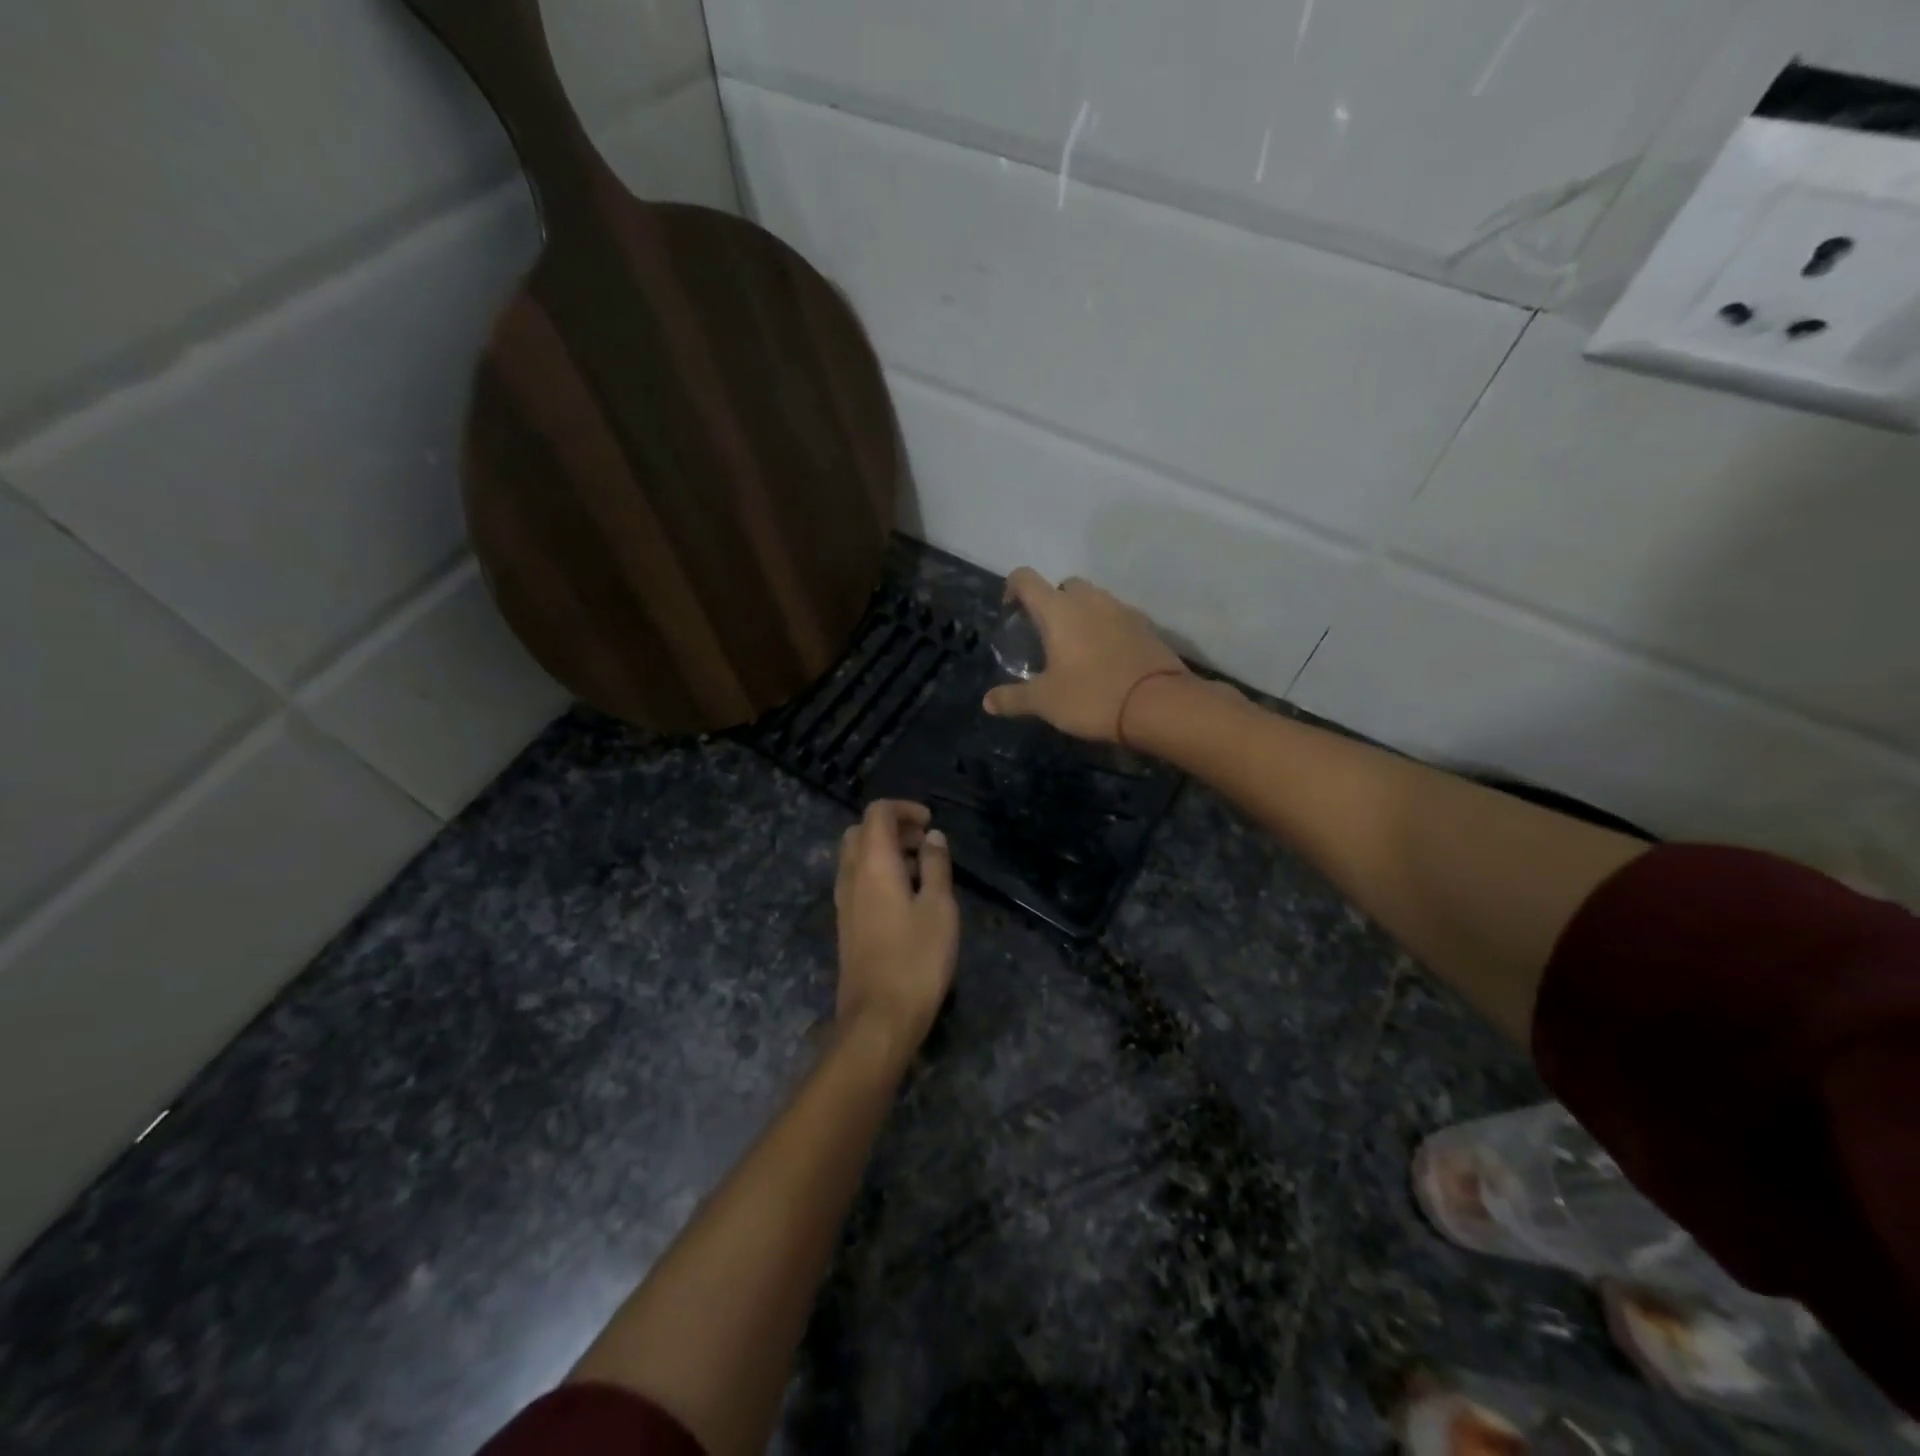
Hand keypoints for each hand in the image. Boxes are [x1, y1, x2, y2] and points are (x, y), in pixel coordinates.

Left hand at [834, 801, 959, 1054]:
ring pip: (855, 857)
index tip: (930, 823)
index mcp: (873, 864)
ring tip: (920, 869)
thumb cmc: (916, 959)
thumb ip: (936, 865)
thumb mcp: (939, 907)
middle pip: (860, 831)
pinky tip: (905, 897)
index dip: (904, 809)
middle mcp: (851, 876)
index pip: (877, 813)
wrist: (879, 1018)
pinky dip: (877, 873)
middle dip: (892, 827)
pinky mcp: (846, 923)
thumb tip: (932, 837)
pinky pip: (856, 880)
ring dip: (884, 851)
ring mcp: (844, 901)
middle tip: (924, 843)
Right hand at [982, 568, 1187, 742]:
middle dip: (1051, 602)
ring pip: (1093, 599)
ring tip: (1076, 648)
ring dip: (1081, 614)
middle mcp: (1089, 600)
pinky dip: (1105, 629)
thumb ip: (1014, 698)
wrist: (1159, 705)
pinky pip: (1117, 617)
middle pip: (1064, 585)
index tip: (1011, 612)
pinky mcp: (1145, 626)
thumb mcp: (1045, 702)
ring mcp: (1121, 610)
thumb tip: (987, 702)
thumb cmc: (1092, 697)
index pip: (1026, 579)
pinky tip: (1104, 658)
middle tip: (1046, 635)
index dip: (1012, 589)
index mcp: (1058, 610)